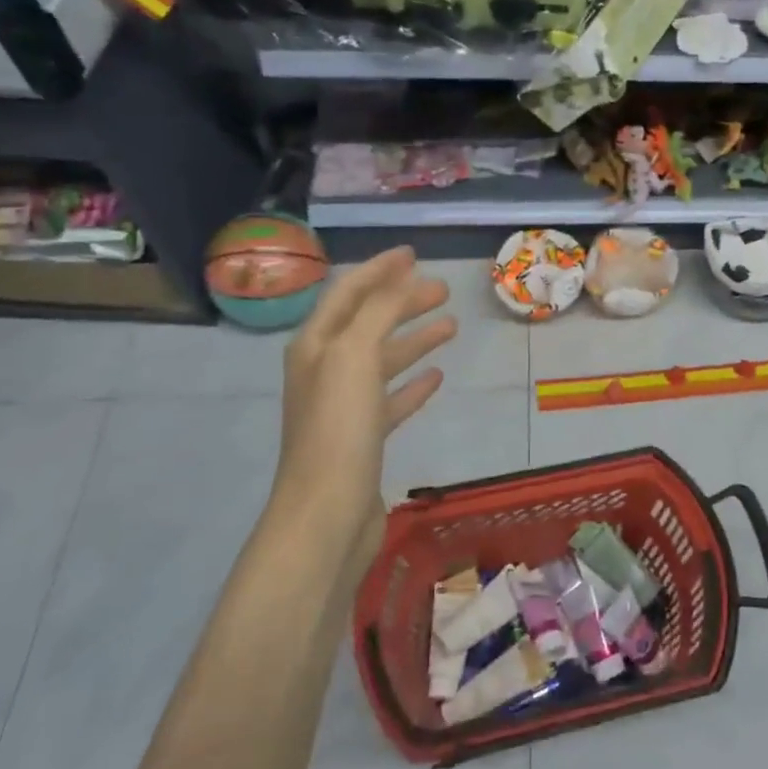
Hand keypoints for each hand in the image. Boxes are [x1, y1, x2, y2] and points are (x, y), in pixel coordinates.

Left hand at [273, 247, 455, 555]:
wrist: (326, 513)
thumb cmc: (338, 428)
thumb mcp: (355, 356)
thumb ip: (378, 311)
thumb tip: (402, 277)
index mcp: (316, 345)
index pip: (349, 294)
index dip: (379, 270)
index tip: (414, 255)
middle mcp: (325, 370)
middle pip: (368, 324)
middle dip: (403, 302)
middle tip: (443, 290)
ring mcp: (344, 406)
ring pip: (383, 360)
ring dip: (414, 340)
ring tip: (451, 326)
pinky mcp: (363, 437)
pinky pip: (392, 399)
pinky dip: (414, 384)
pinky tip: (438, 377)